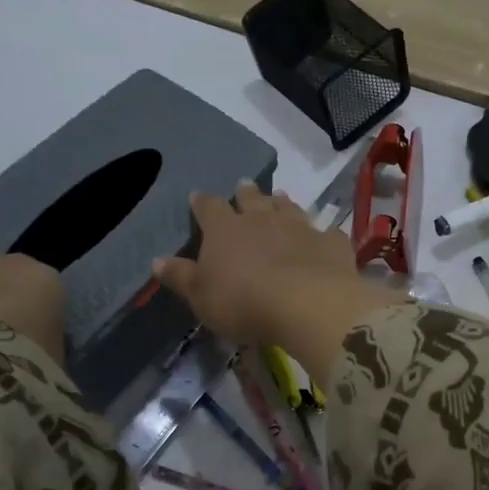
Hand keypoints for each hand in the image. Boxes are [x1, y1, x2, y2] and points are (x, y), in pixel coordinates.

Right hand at [153, 184, 402, 382]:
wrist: (306, 304)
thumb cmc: (243, 302)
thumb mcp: (201, 296)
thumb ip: (181, 277)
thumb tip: (157, 260)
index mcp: (225, 229)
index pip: (208, 208)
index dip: (202, 202)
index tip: (198, 196)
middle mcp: (262, 219)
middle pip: (252, 199)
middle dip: (246, 192)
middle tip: (244, 185)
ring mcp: (300, 227)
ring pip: (289, 208)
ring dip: (282, 203)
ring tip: (280, 197)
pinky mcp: (331, 243)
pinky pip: (326, 234)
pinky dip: (322, 235)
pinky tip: (325, 237)